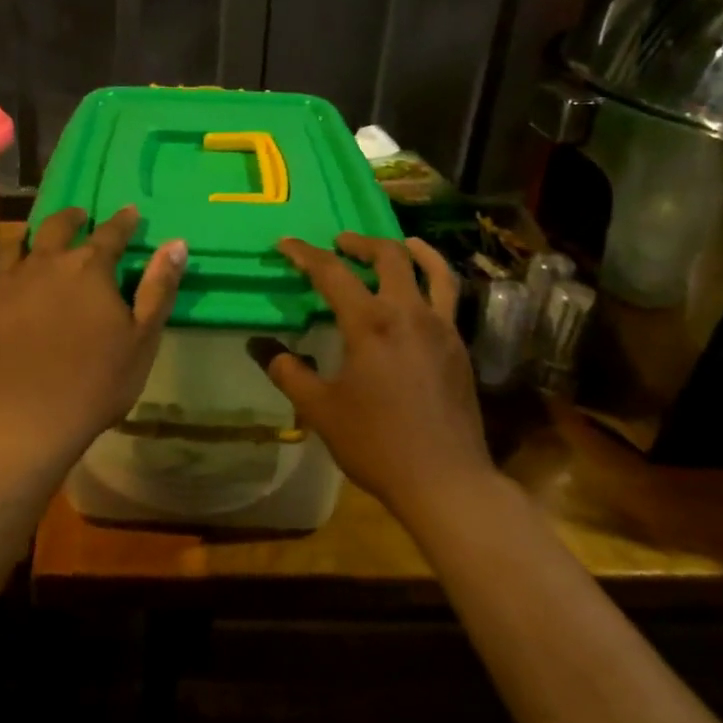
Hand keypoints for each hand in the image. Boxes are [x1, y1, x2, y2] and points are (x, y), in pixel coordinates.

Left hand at [0, 207, 186, 467]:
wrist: (27, 419)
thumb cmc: (97, 382)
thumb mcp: (142, 338)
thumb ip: (158, 287)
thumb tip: (176, 243)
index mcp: (89, 268)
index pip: (111, 233)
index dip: (123, 222)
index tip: (130, 212)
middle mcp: (46, 263)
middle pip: (59, 227)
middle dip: (74, 218)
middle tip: (81, 217)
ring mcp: (8, 281)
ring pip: (21, 244)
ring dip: (38, 237)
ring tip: (44, 242)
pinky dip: (12, 272)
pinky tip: (15, 285)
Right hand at [251, 233, 490, 512]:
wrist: (445, 479)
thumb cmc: (376, 443)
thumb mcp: (320, 410)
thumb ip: (289, 373)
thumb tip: (263, 348)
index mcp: (370, 323)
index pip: (332, 273)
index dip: (305, 254)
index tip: (286, 244)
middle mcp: (409, 313)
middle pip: (388, 257)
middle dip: (359, 243)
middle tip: (339, 243)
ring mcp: (441, 328)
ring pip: (432, 270)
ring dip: (410, 250)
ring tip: (398, 243)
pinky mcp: (459, 347)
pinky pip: (448, 298)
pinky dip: (434, 280)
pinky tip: (421, 293)